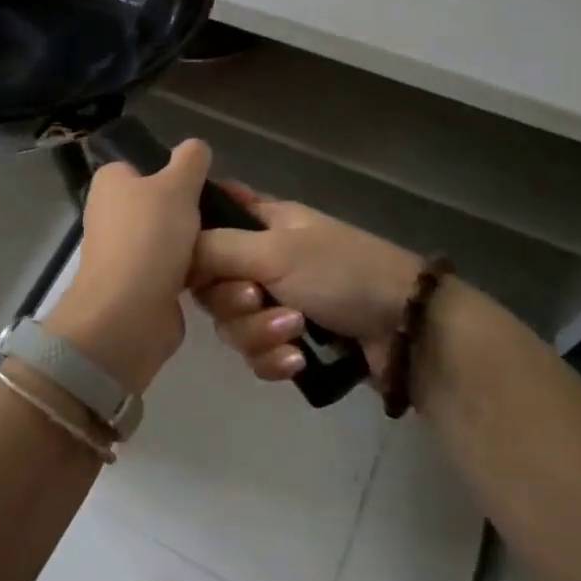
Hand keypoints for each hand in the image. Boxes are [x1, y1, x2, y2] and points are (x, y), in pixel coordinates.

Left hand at [43, 140, 211, 394]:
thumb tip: (196, 147)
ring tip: (232, 240)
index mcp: (111, 182)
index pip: (147, 164)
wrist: (130, 314)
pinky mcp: (142, 283)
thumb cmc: (150, 238)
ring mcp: (126, 251)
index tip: (209, 181)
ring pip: (174, 236)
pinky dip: (195, 269)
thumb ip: (190, 160)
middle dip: (195, 209)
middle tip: (229, 212)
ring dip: (199, 241)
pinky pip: (176, 267)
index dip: (178, 170)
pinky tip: (221, 269)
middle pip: (165, 201)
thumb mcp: (177, 185)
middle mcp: (113, 213)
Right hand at [187, 185, 422, 382]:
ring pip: (232, 323)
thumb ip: (217, 248)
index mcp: (263, 221)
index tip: (188, 263)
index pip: (209, 218)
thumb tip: (175, 252)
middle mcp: (264, 258)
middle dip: (232, 301)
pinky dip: (273, 359)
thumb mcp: (276, 251)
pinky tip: (297, 362)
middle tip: (257, 300)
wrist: (406, 329)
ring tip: (294, 332)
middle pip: (211, 282)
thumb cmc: (342, 272)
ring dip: (259, 333)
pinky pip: (257, 353)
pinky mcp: (291, 341)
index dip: (193, 241)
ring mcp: (278, 300)